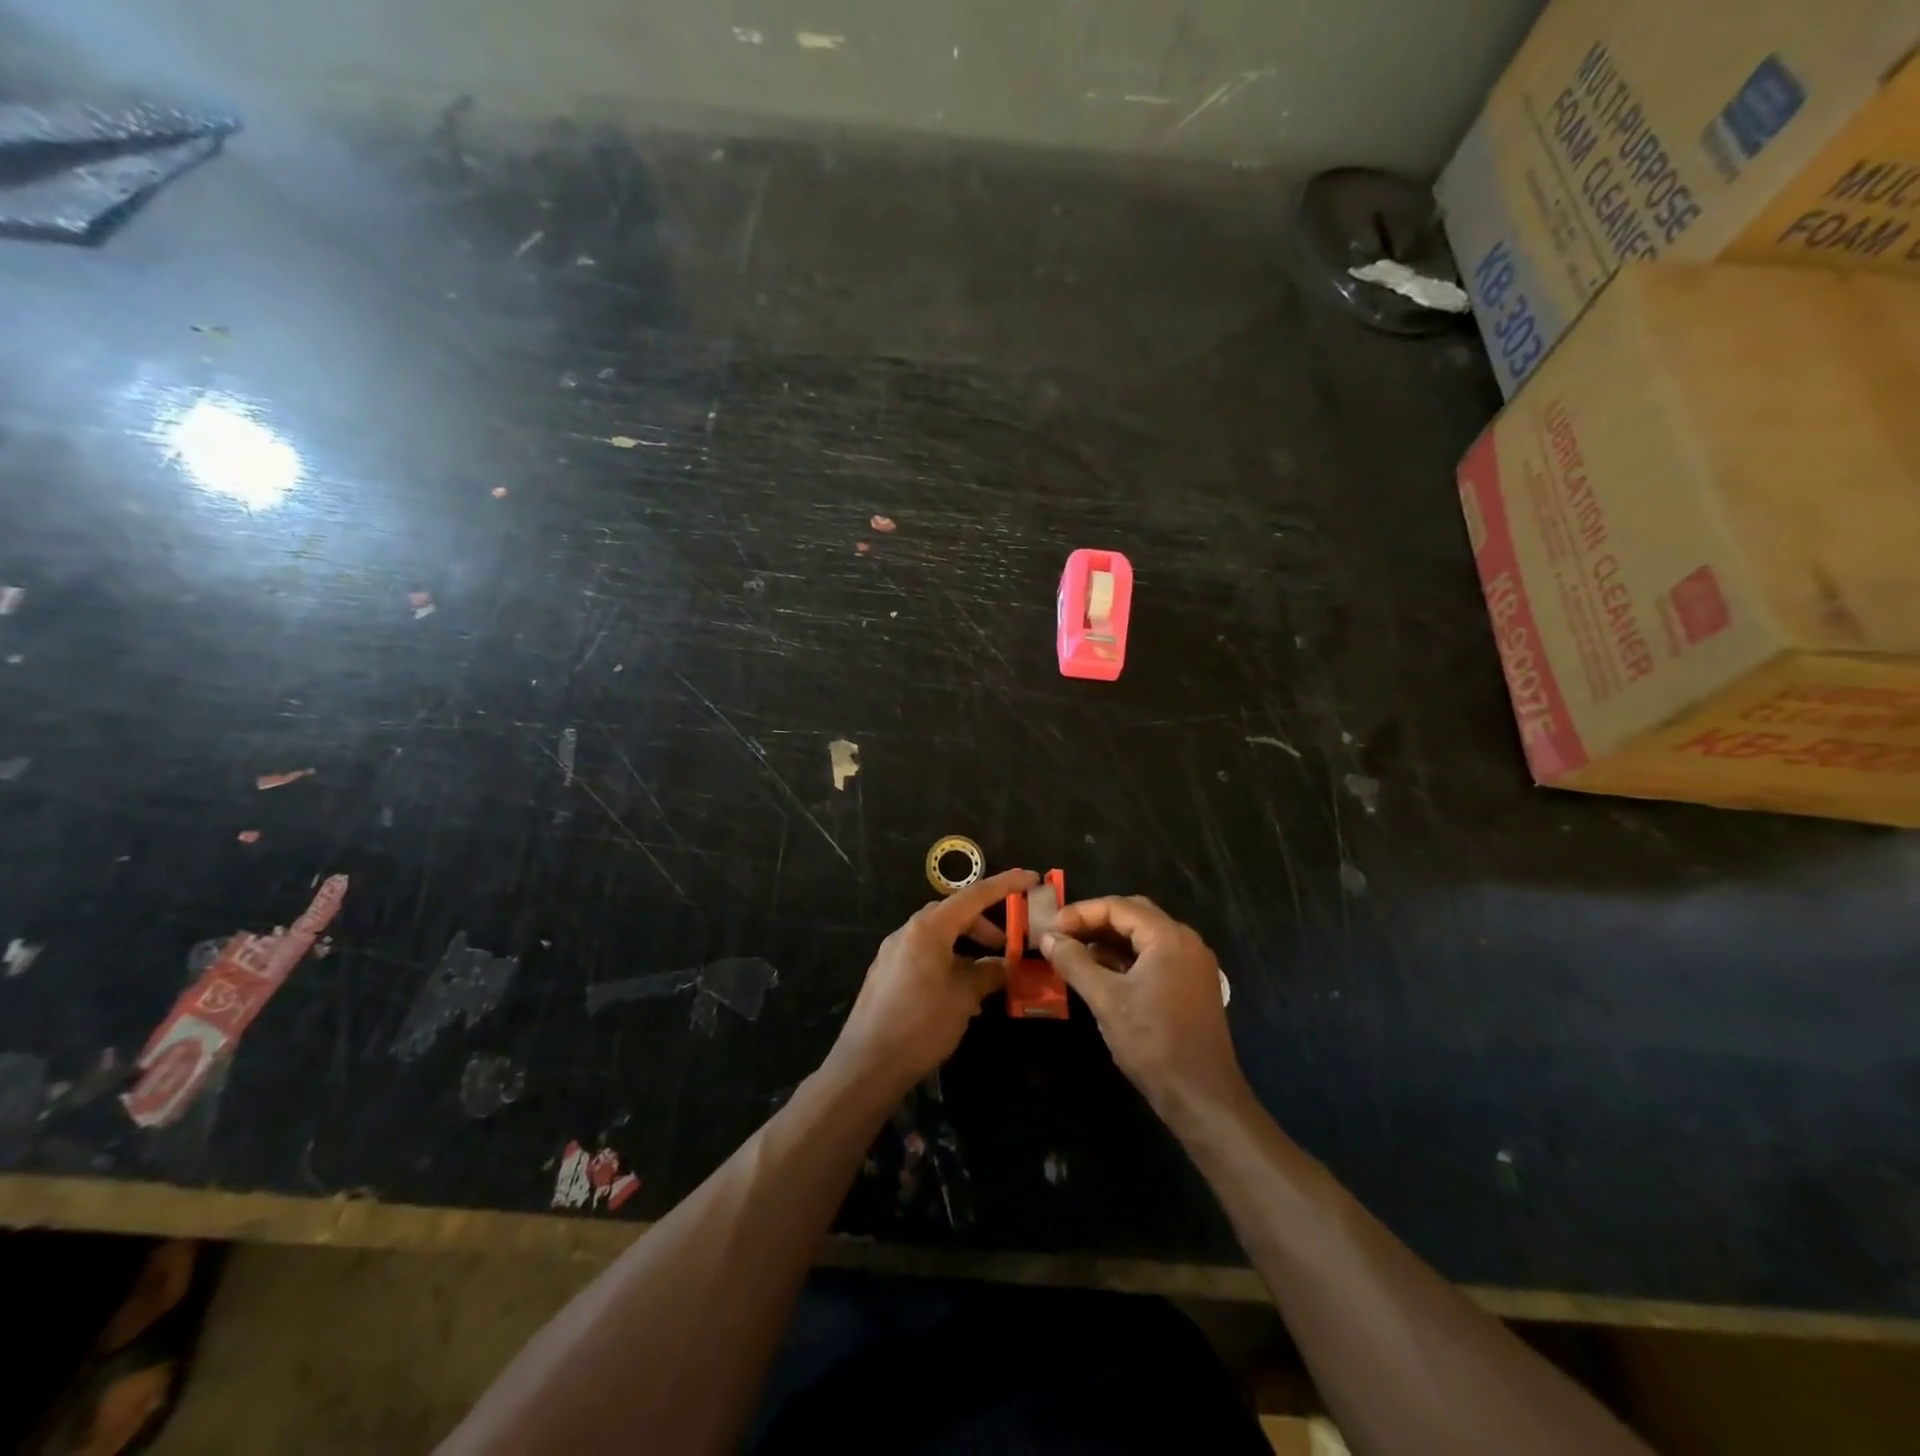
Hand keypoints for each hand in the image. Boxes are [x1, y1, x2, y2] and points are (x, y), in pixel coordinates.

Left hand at [829, 868, 1037, 1096]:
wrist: (866, 1065)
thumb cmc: (921, 1025)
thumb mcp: (963, 998)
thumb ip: (987, 974)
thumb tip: (1004, 965)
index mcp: (928, 928)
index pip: (973, 895)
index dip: (1005, 885)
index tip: (1031, 878)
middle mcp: (907, 932)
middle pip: (953, 914)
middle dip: (984, 925)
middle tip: (1008, 946)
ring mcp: (892, 952)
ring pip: (938, 936)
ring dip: (966, 947)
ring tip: (987, 976)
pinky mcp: (885, 974)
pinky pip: (923, 955)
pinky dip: (947, 961)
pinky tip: (960, 994)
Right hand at [1042, 896, 1249, 1125]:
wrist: (1202, 1097)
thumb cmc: (1153, 1042)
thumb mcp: (1106, 999)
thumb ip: (1074, 962)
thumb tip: (1047, 937)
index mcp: (1169, 937)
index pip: (1119, 907)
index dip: (1081, 913)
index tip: (1051, 928)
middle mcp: (1186, 942)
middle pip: (1134, 915)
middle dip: (1095, 922)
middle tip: (1061, 935)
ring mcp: (1192, 965)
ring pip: (1143, 938)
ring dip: (1109, 941)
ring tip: (1074, 953)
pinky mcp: (1191, 987)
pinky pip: (1154, 958)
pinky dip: (1125, 959)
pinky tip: (1100, 973)